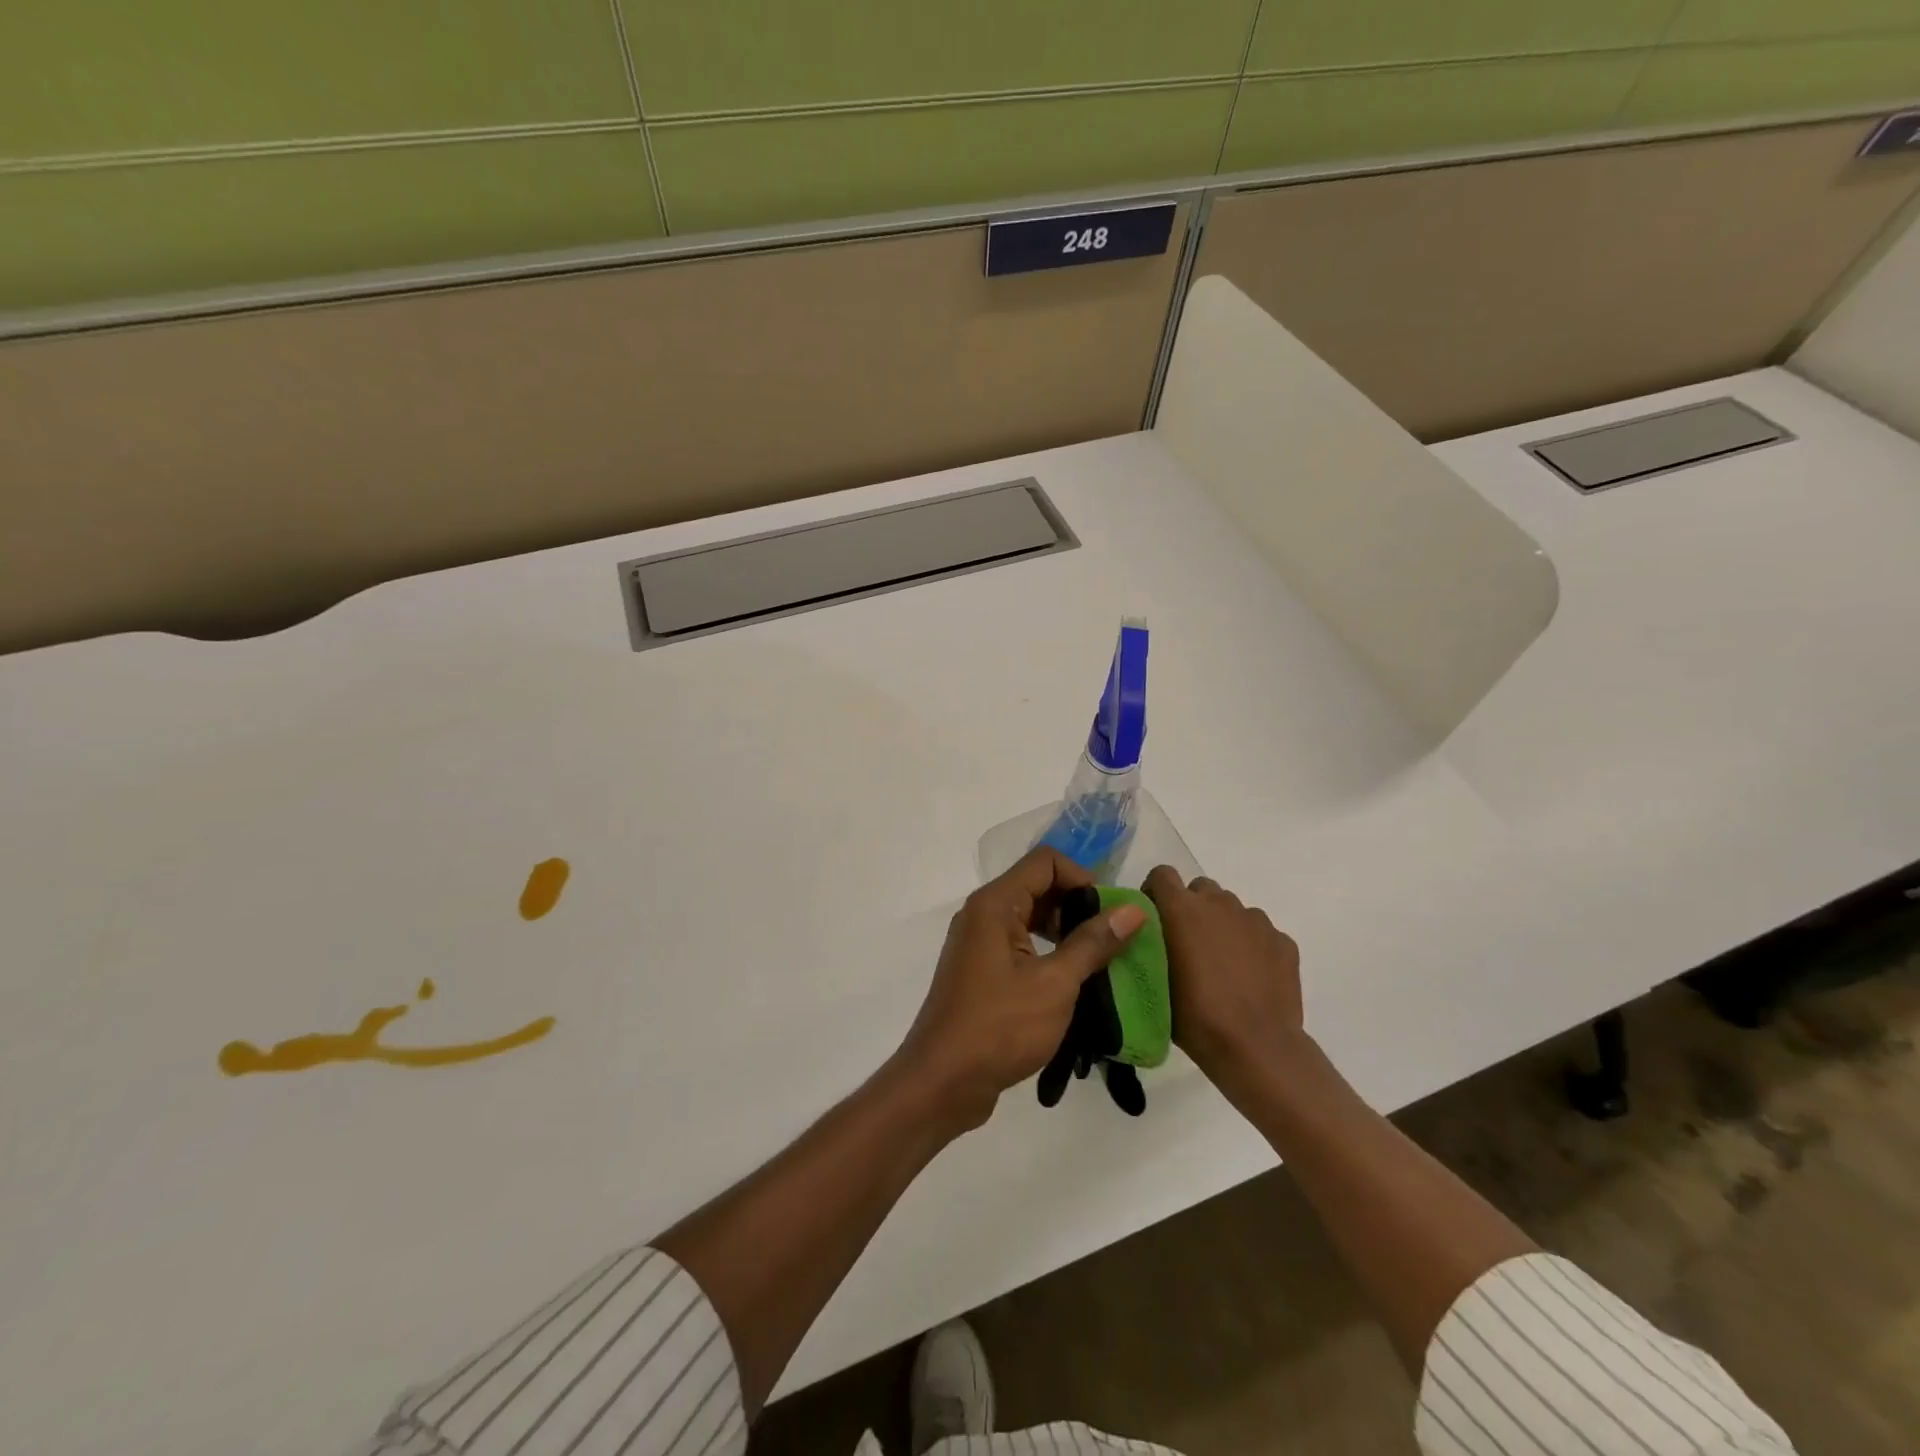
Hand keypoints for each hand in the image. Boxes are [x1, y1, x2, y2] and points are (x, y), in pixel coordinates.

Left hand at [898, 847, 1146, 1131]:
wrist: (942, 1082)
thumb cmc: (999, 1027)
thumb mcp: (1055, 984)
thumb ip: (1093, 943)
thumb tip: (1133, 910)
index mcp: (995, 904)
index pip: (1045, 862)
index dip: (1083, 878)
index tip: (1110, 914)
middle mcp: (983, 914)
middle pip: (1038, 887)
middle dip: (1078, 906)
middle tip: (1111, 941)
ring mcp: (979, 943)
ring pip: (1030, 918)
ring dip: (1066, 933)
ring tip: (1097, 965)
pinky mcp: (981, 971)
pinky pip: (1020, 945)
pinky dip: (1048, 954)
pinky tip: (1072, 984)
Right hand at [1143, 867, 1303, 1085]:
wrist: (1256, 1047)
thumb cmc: (1195, 1016)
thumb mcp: (1154, 979)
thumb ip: (1152, 945)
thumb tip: (1152, 937)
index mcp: (1182, 909)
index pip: (1162, 874)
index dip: (1156, 892)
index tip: (1154, 919)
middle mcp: (1219, 903)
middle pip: (1200, 889)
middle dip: (1192, 909)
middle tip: (1188, 944)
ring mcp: (1256, 920)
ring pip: (1232, 910)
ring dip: (1223, 927)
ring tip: (1223, 965)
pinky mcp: (1283, 941)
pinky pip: (1260, 933)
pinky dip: (1253, 947)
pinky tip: (1251, 978)